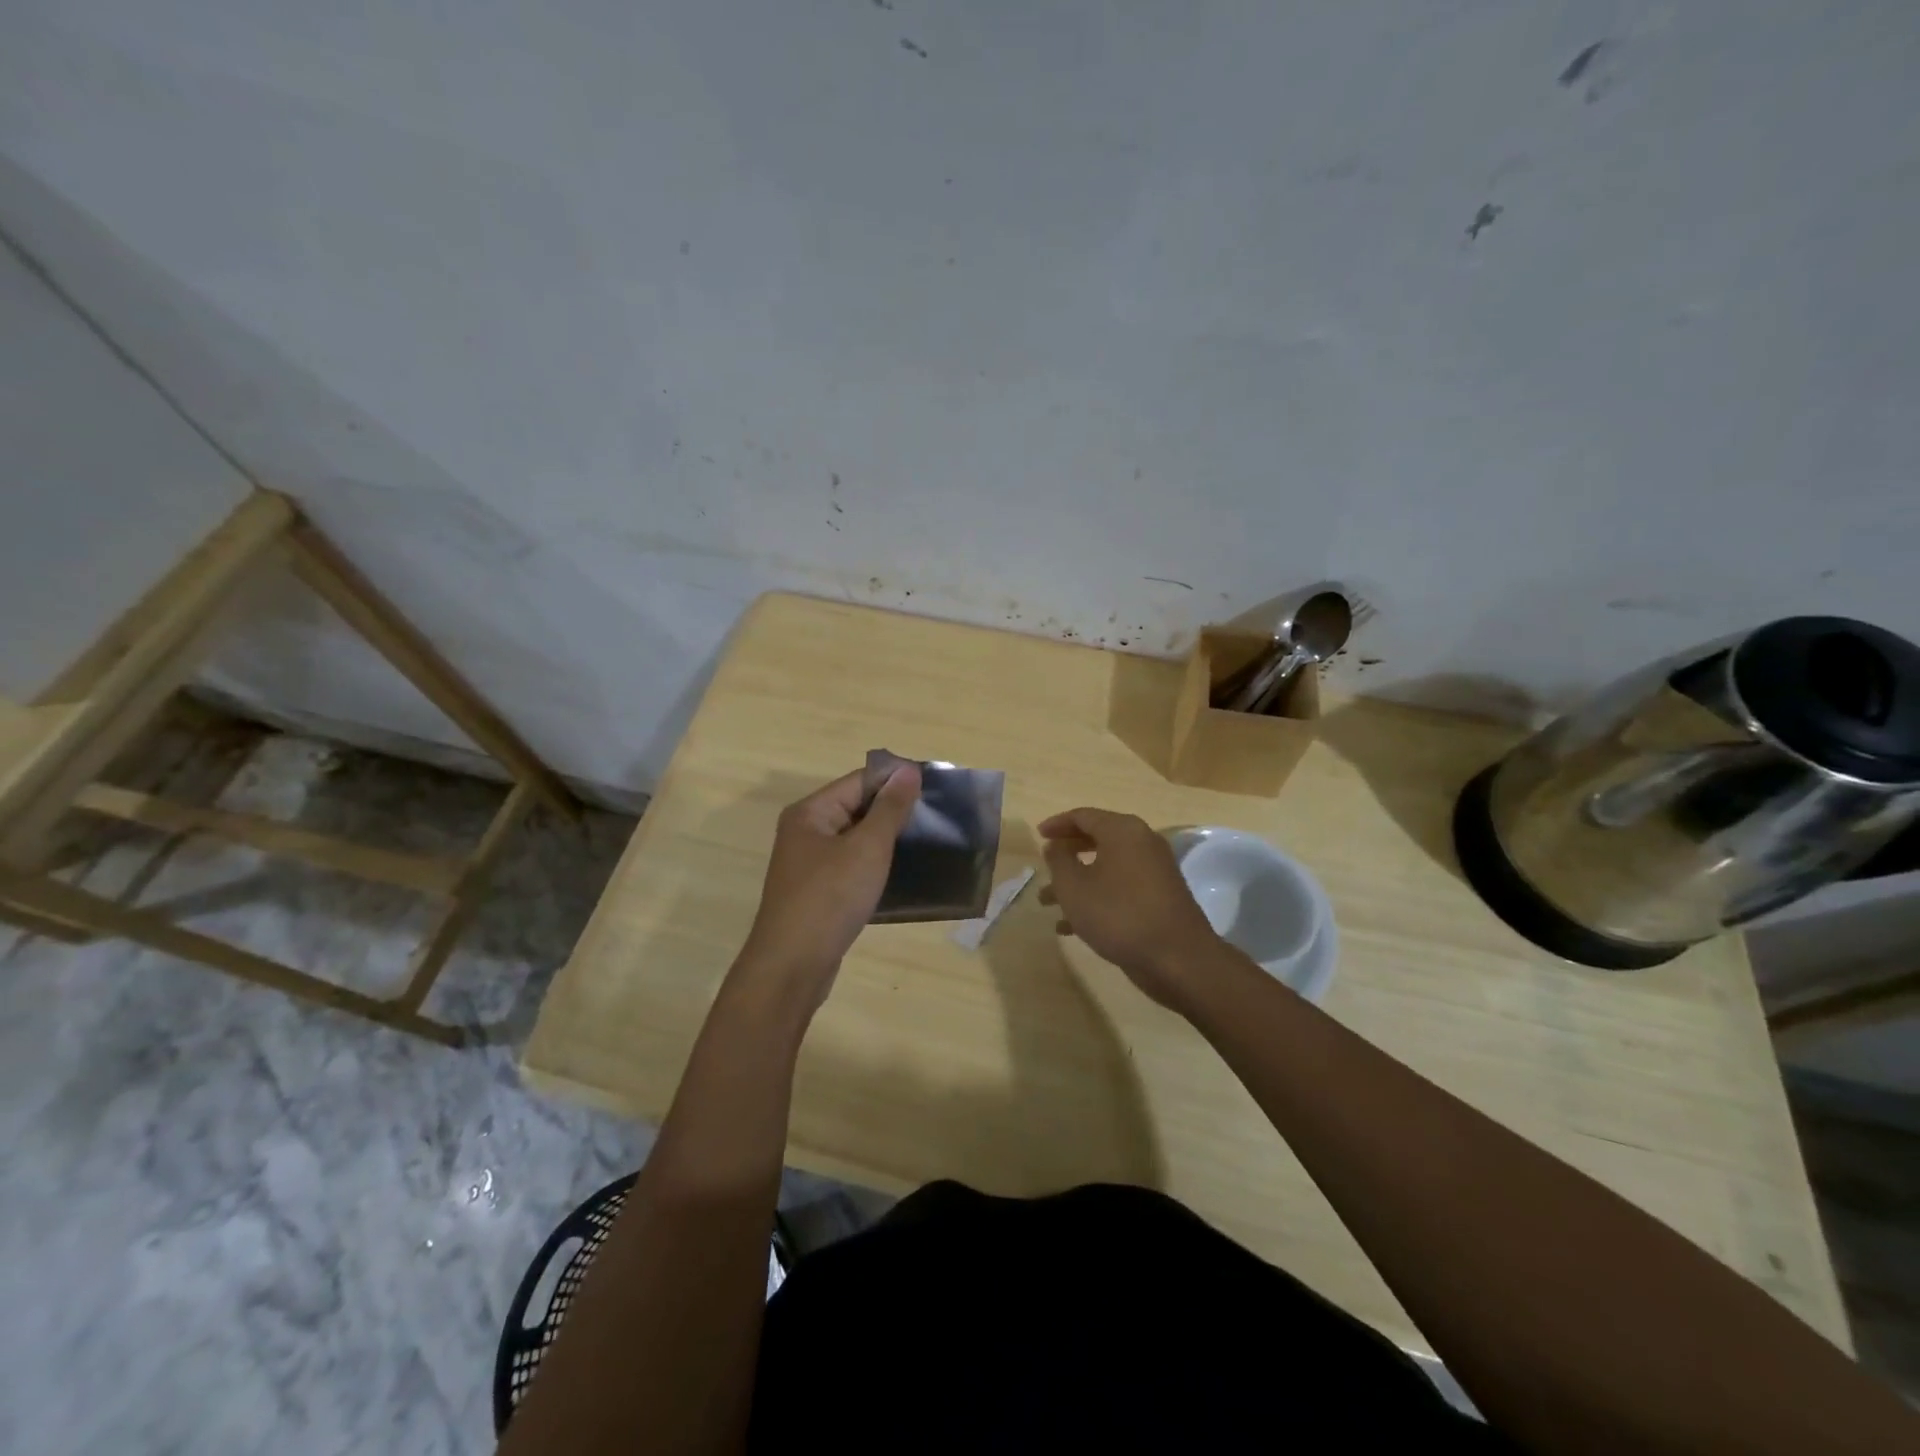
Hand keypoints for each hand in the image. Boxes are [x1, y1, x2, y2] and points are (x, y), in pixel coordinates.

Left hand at [737, 764, 921, 1008]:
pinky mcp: (818, 891)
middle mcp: (806, 831)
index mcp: (811, 812)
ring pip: (856, 838)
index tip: (935, 788)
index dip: (896, 780)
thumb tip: (908, 770)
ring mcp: (810, 864)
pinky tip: (903, 872)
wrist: (793, 966)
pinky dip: (876, 864)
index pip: (860, 781)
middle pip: (857, 807)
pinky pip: (852, 865)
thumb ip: (890, 808)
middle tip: (938, 817)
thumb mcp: (867, 848)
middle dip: (894, 810)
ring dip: (887, 839)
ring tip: (928, 841)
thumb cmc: (830, 898)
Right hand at [1038, 807, 1222, 1011]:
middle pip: (1096, 838)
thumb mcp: (1074, 887)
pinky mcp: (1159, 897)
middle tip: (1044, 865)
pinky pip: (1120, 887)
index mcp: (1122, 831)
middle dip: (1066, 854)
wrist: (1178, 959)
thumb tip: (1055, 846)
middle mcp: (1142, 843)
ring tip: (1047, 902)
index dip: (1057, 824)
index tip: (1037, 836)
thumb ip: (1059, 861)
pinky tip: (1070, 926)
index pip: (1083, 816)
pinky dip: (1096, 897)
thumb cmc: (1118, 915)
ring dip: (1076, 881)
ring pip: (1106, 867)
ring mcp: (1154, 870)